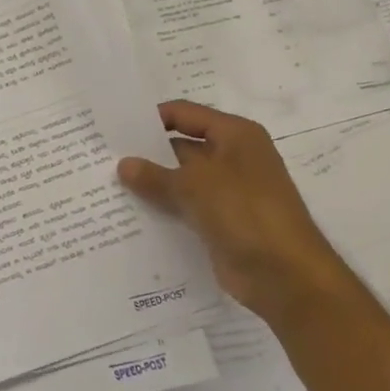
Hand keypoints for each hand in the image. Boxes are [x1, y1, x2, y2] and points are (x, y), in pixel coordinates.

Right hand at [118, 100, 353, 321]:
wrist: (286, 276)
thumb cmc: (246, 213)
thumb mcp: (196, 186)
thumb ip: (156, 175)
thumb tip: (123, 164)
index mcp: (235, 135)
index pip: (185, 114)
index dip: (151, 119)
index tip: (115, 128)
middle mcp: (232, 158)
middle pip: (181, 147)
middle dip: (146, 153)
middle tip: (103, 158)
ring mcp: (227, 192)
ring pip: (181, 180)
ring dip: (152, 184)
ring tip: (107, 186)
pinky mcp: (221, 222)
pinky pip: (185, 208)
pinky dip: (163, 209)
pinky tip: (130, 214)